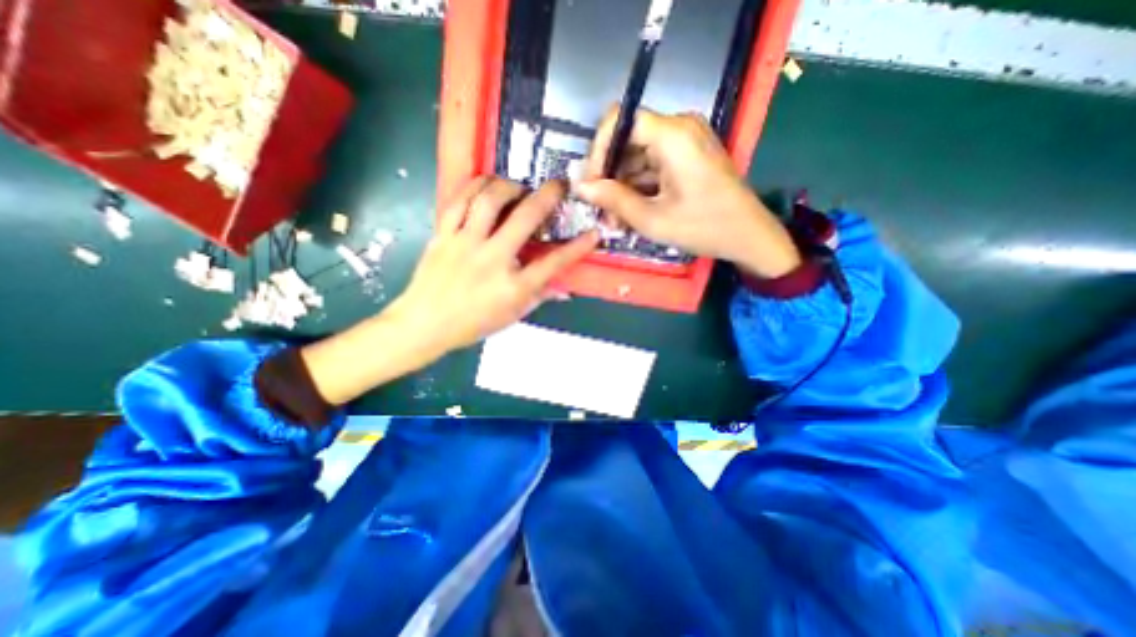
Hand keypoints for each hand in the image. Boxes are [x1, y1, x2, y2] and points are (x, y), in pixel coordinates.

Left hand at [301, 175, 603, 402]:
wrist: (423, 324)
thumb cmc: (471, 324)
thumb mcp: (511, 316)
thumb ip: (539, 298)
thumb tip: (564, 289)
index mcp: (512, 288)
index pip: (552, 264)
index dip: (577, 248)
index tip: (593, 233)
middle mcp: (491, 260)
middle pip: (524, 220)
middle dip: (547, 197)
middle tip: (558, 185)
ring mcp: (465, 244)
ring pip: (488, 201)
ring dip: (509, 186)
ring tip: (519, 186)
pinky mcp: (443, 235)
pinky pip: (459, 201)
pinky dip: (475, 186)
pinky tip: (487, 183)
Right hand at [578, 107, 795, 278]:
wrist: (749, 236)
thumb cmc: (704, 226)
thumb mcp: (652, 219)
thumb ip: (614, 200)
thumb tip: (581, 187)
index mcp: (672, 135)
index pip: (620, 121)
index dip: (599, 150)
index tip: (592, 182)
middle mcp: (679, 128)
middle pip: (628, 140)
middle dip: (610, 175)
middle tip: (600, 209)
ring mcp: (685, 142)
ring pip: (639, 156)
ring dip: (623, 186)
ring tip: (614, 219)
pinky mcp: (688, 157)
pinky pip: (654, 165)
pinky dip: (640, 187)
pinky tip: (631, 213)